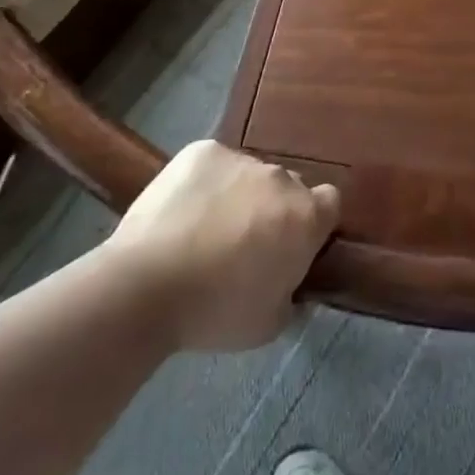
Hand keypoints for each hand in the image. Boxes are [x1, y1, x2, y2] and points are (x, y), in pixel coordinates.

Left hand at [102, 141, 339, 351]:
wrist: (144, 287)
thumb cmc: (214, 312)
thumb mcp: (269, 323)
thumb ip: (291, 293)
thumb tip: (290, 281)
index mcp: (306, 216)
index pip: (330, 202)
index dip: (315, 222)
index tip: (293, 244)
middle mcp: (281, 178)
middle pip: (288, 188)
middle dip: (274, 209)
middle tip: (245, 244)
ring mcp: (241, 159)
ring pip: (249, 175)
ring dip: (239, 195)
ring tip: (204, 229)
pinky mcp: (202, 151)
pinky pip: (214, 164)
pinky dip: (205, 182)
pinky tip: (182, 211)